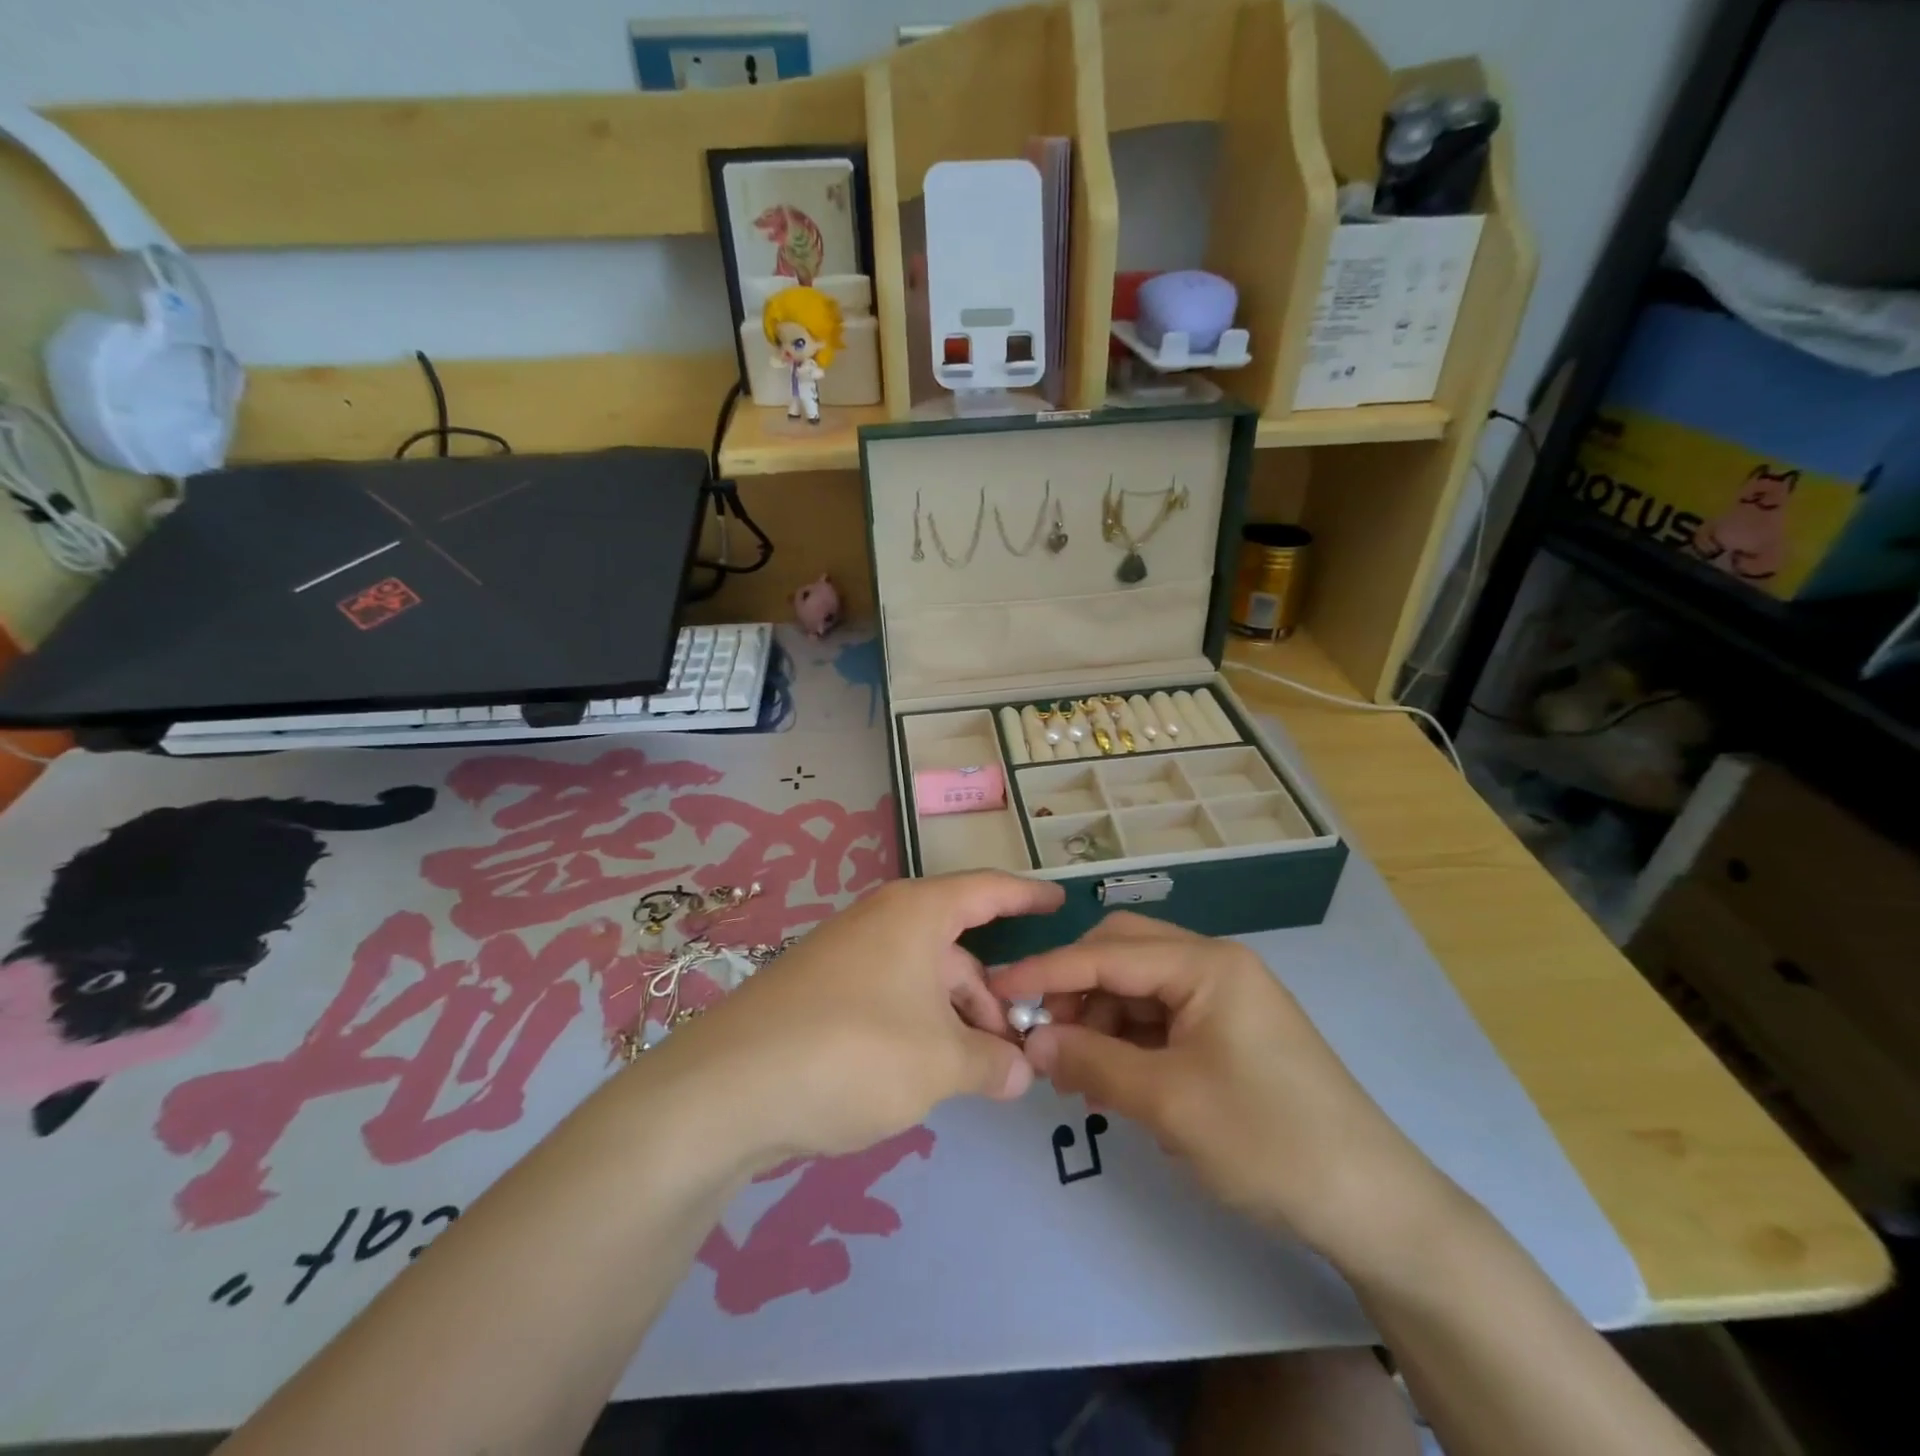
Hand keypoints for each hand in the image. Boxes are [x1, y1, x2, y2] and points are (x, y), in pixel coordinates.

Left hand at [660, 872, 1064, 1162]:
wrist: (727, 1090)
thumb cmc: (854, 1052)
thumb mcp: (940, 1063)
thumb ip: (991, 1063)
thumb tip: (1021, 1073)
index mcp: (916, 913)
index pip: (989, 890)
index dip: (1029, 895)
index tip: (1063, 903)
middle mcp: (882, 922)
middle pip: (957, 946)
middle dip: (993, 994)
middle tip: (1020, 1046)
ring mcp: (848, 956)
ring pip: (924, 978)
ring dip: (956, 1019)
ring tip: (977, 1075)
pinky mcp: (822, 992)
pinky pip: (891, 997)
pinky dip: (919, 1028)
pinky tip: (924, 1074)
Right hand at [994, 913, 1454, 1273]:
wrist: (1373, 1205)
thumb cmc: (1268, 1140)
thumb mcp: (1168, 1102)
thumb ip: (1092, 1062)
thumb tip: (1032, 1041)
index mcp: (1206, 964)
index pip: (1106, 952)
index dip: (1046, 970)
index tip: (997, 989)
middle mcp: (1215, 966)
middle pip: (1124, 953)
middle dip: (1076, 986)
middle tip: (1042, 1032)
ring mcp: (1226, 998)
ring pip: (1140, 986)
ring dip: (1100, 1017)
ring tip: (1073, 1069)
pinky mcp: (1229, 1031)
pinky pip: (1162, 1018)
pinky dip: (1128, 1039)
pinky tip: (1109, 1077)